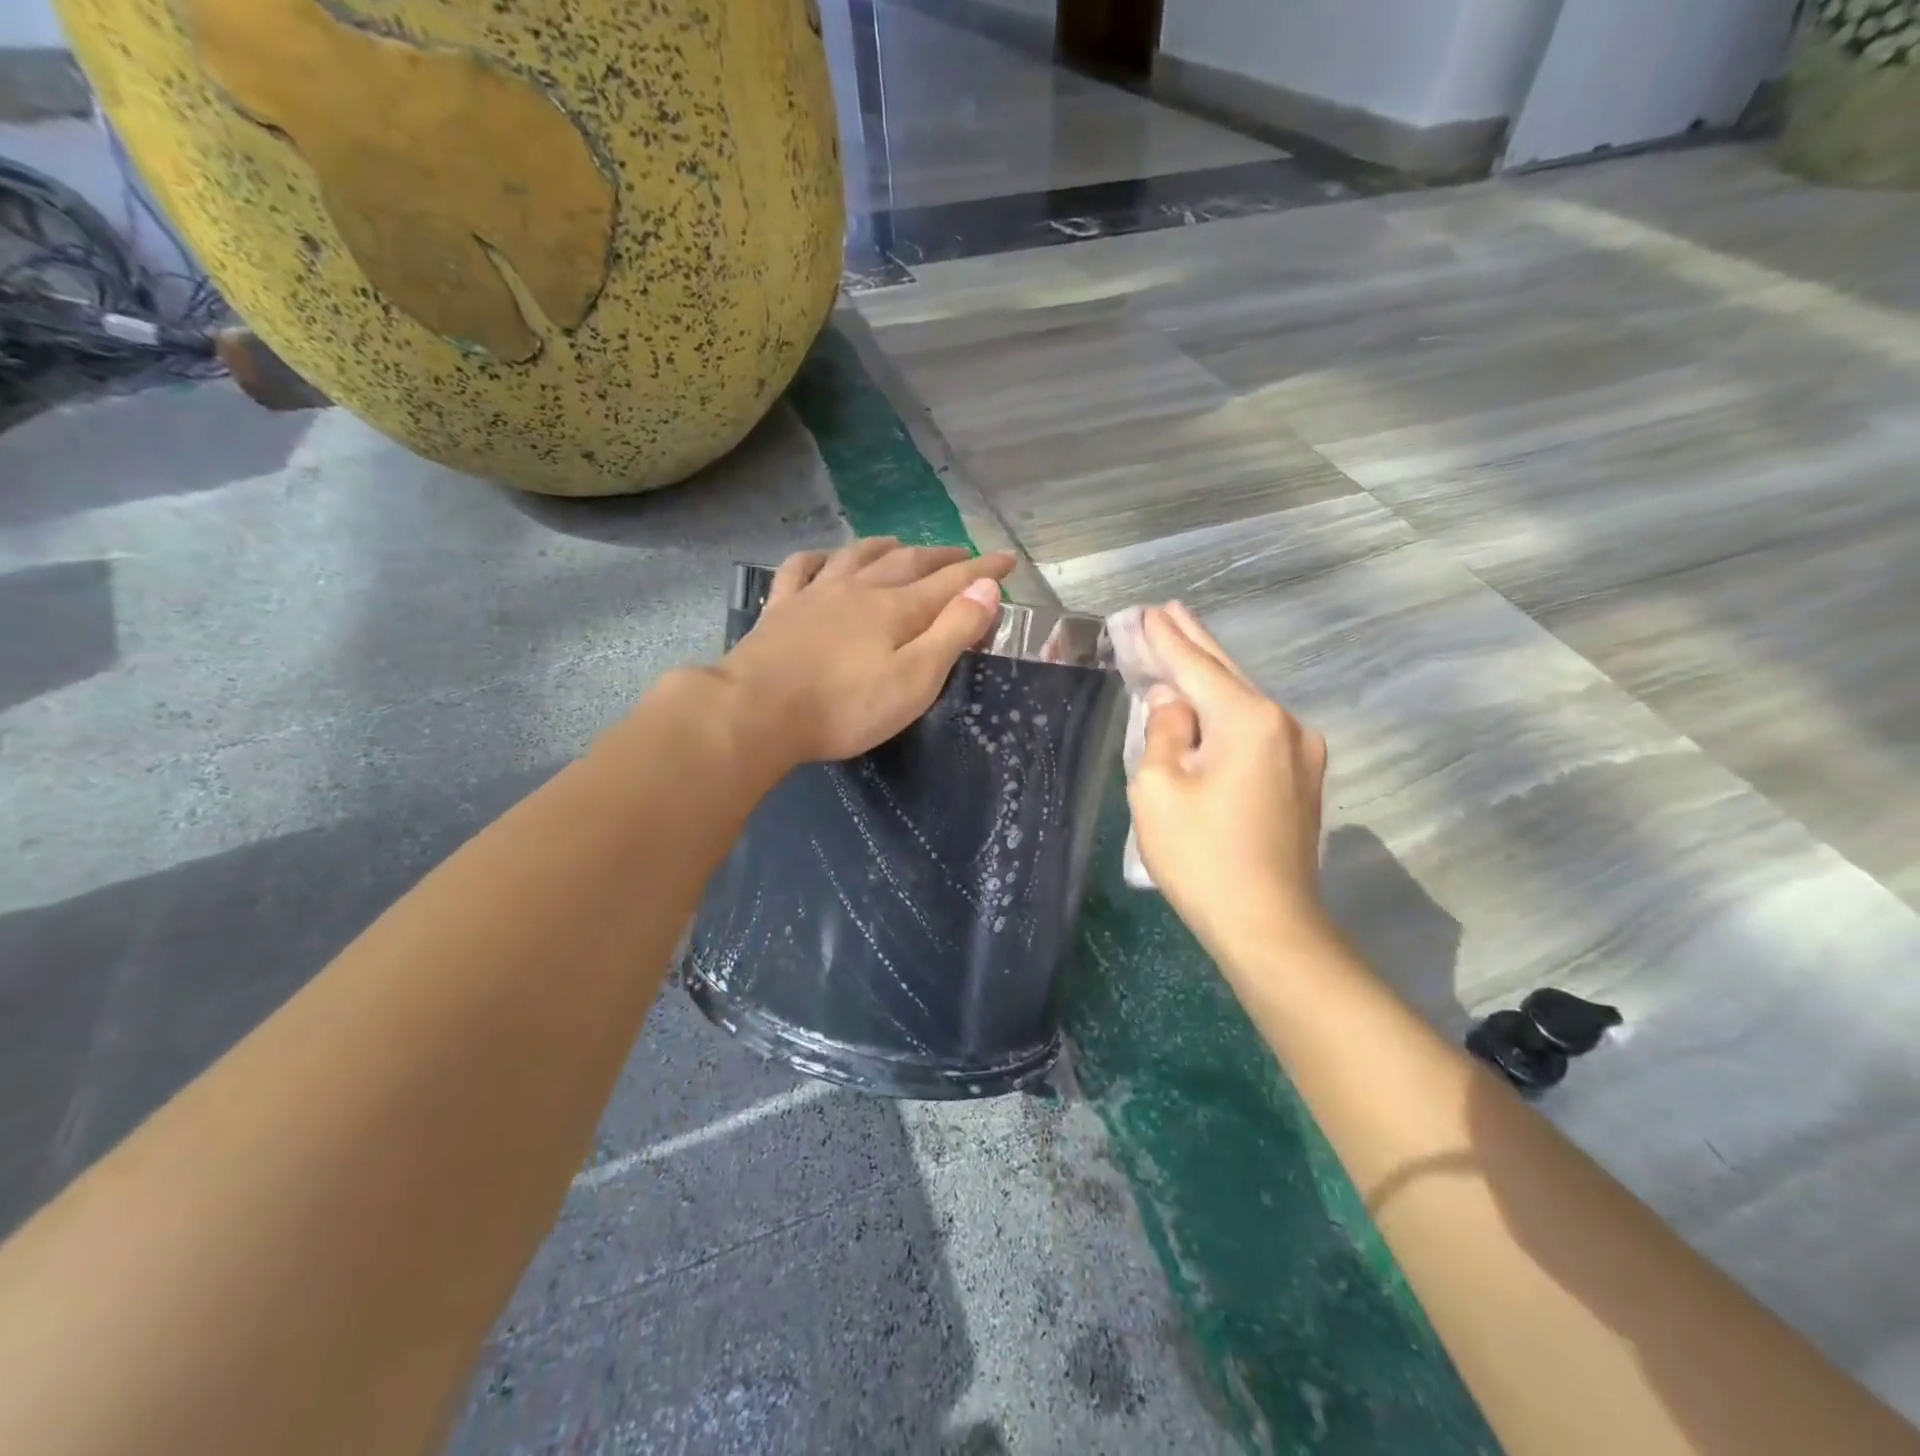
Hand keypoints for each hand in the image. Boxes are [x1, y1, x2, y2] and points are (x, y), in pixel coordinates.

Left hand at [714, 538, 1014, 765]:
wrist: (758, 711)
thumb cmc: (845, 707)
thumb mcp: (914, 679)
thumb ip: (953, 631)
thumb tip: (987, 587)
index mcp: (897, 609)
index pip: (952, 581)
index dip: (983, 571)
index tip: (1007, 560)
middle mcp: (860, 590)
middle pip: (908, 563)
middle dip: (941, 556)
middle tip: (962, 555)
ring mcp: (816, 594)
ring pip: (857, 556)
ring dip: (884, 547)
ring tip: (900, 543)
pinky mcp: (780, 609)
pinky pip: (800, 569)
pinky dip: (817, 558)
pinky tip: (822, 559)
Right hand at [1128, 604, 1331, 958]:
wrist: (1269, 926)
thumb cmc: (1202, 857)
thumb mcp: (1158, 789)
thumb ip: (1162, 731)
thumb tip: (1172, 701)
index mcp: (1250, 720)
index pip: (1197, 667)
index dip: (1166, 640)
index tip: (1146, 612)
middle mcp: (1286, 724)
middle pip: (1228, 675)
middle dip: (1194, 643)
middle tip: (1169, 612)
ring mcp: (1302, 753)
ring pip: (1245, 703)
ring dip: (1211, 679)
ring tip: (1184, 648)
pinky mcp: (1302, 780)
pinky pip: (1256, 731)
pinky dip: (1227, 712)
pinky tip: (1209, 705)